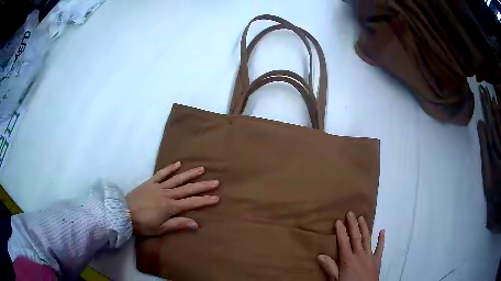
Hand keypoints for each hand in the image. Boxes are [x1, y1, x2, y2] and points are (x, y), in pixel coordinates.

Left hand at [125, 161, 219, 235]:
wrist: (123, 213)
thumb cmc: (142, 224)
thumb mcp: (160, 229)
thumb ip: (178, 224)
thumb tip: (196, 224)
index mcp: (170, 207)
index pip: (192, 203)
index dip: (205, 200)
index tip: (216, 197)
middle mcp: (167, 194)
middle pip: (188, 189)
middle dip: (202, 186)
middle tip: (215, 181)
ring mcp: (158, 187)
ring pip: (177, 179)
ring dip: (190, 174)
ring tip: (201, 169)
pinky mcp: (150, 182)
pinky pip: (161, 174)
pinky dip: (169, 168)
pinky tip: (177, 164)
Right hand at [318, 212, 384, 280]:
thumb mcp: (336, 280)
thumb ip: (330, 268)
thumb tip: (320, 255)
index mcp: (348, 260)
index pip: (343, 242)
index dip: (341, 231)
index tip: (338, 221)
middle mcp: (359, 255)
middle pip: (356, 237)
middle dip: (353, 225)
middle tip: (350, 213)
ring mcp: (370, 257)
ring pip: (367, 239)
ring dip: (364, 228)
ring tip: (362, 218)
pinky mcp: (377, 260)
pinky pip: (380, 248)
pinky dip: (381, 239)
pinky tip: (382, 231)